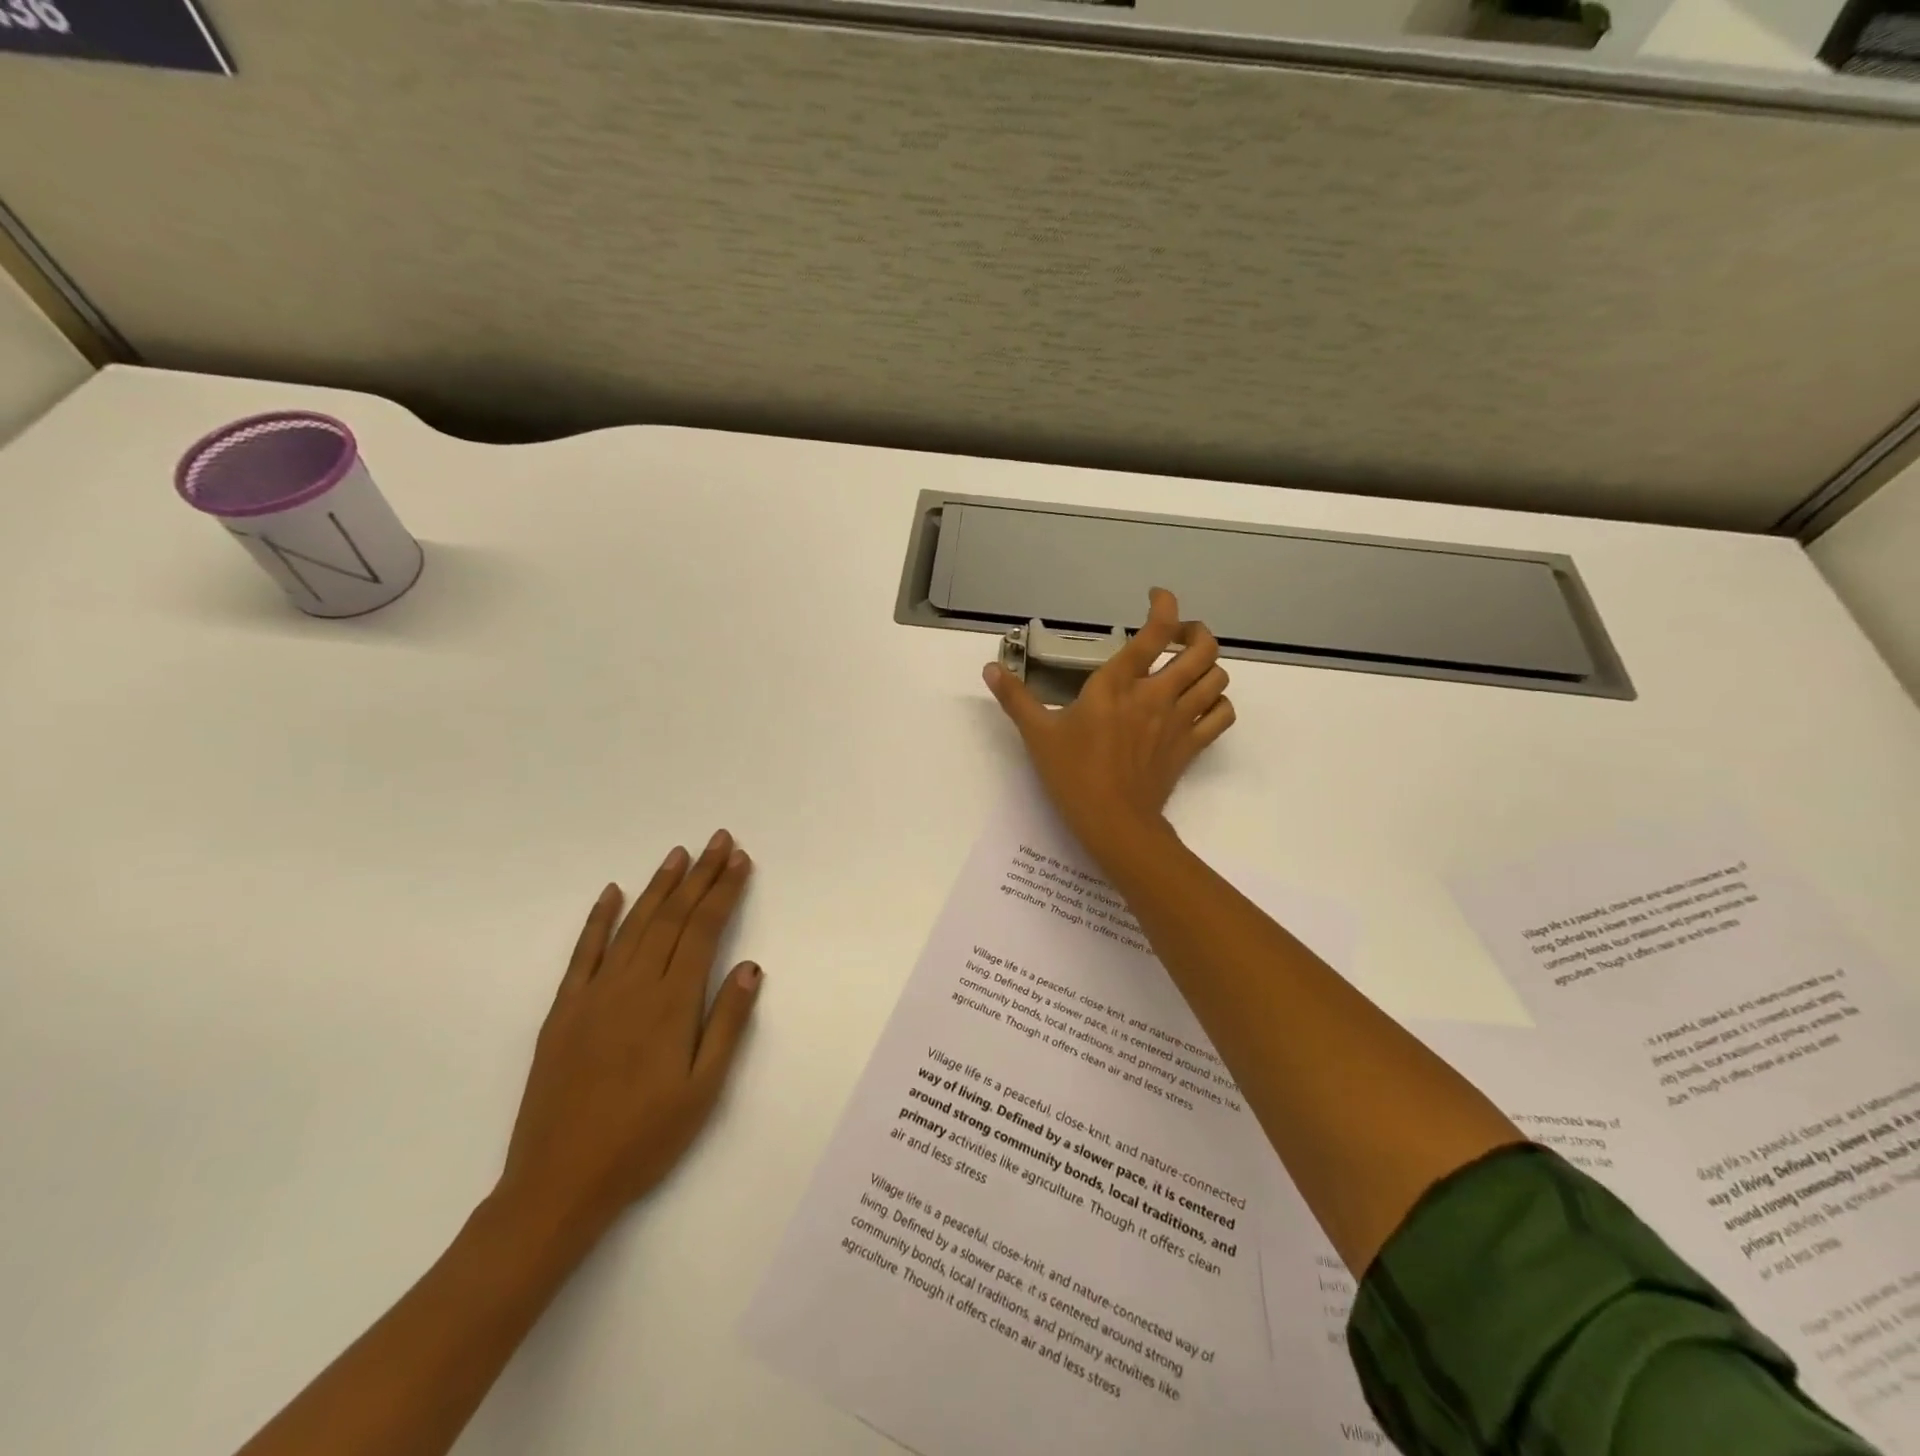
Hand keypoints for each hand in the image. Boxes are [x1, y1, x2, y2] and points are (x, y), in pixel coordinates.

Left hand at [496, 832, 763, 1238]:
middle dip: (699, 875)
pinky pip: (583, 953)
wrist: (557, 1184)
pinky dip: (598, 919)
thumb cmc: (643, 1140)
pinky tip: (611, 892)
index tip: (740, 860)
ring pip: (633, 925)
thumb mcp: (703, 1090)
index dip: (724, 892)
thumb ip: (727, 1023)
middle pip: (672, 917)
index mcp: (671, 1004)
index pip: (703, 930)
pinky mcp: (564, 1010)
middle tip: (719, 840)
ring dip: (658, 886)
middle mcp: (633, 985)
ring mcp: (594, 994)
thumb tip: (750, 966)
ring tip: (679, 854)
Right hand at [983, 588, 1234, 860]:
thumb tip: (990, 669)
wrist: (1113, 822)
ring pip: (1217, 677)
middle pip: (1202, 648)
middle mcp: (1156, 694)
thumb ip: (1015, 698)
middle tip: (1178, 636)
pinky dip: (1218, 703)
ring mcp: (1180, 720)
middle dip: (1197, 632)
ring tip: (1189, 668)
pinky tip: (1201, 704)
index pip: (1155, 632)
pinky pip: (1222, 714)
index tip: (1157, 597)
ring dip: (1208, 666)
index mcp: (1118, 684)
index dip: (1164, 605)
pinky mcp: (1192, 746)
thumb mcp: (1038, 733)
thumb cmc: (1073, 774)